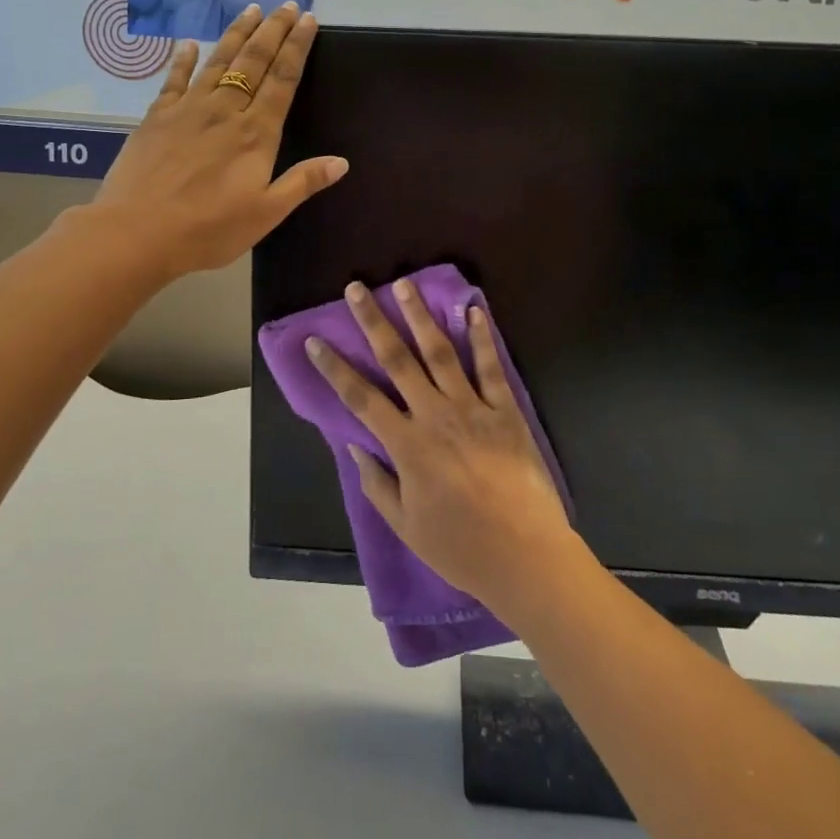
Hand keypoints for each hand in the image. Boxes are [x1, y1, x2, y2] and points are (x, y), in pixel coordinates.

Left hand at [91, 3, 347, 280]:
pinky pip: (173, 80)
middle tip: (287, 5)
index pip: (283, 80)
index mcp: (256, 134)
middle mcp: (225, 111)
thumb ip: (303, 182)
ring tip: (251, 10)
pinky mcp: (157, 117)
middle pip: (254, 61)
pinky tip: (188, 43)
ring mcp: (188, 110)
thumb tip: (342, 162)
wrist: (135, 233)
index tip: (307, 20)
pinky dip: (182, 59)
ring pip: (218, 62)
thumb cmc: (207, 229)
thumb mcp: (265, 213)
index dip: (297, 47)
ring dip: (236, 34)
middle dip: (273, 30)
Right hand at [308, 281, 575, 610]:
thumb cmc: (460, 547)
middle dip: (373, 322)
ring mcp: (471, 408)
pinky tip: (474, 310)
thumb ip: (377, 484)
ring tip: (405, 285)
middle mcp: (434, 415)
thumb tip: (355, 445)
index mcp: (407, 445)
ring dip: (420, 316)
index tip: (315, 341)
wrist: (524, 555)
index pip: (360, 398)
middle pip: (397, 360)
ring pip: (440, 352)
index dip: (334, 368)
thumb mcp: (407, 525)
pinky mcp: (505, 410)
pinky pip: (490, 367)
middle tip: (357, 289)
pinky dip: (482, 337)